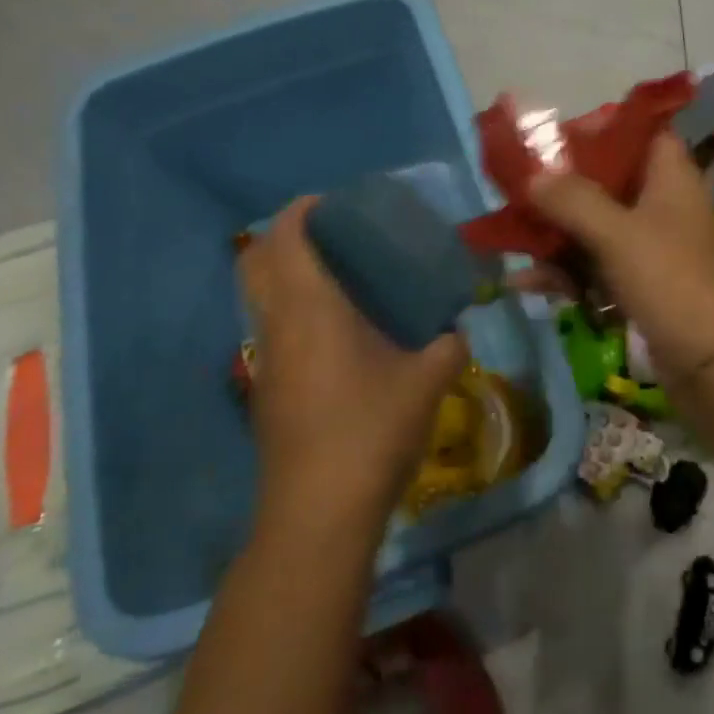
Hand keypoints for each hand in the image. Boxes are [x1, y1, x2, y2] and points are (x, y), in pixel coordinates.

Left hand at [239, 199, 467, 525]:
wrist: (319, 511)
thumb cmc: (372, 431)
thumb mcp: (427, 382)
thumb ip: (447, 347)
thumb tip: (457, 331)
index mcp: (312, 308)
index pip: (287, 238)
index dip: (302, 210)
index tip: (333, 202)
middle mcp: (278, 325)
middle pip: (256, 261)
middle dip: (284, 237)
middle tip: (330, 236)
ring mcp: (266, 359)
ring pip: (259, 297)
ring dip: (285, 275)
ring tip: (336, 279)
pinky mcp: (266, 390)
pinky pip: (270, 328)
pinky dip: (290, 310)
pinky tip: (334, 333)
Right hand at [528, 133, 713, 380]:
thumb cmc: (673, 281)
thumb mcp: (618, 234)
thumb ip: (572, 200)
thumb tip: (531, 174)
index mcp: (669, 177)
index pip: (638, 131)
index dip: (598, 128)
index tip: (553, 139)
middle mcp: (662, 205)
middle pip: (606, 181)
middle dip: (560, 188)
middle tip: (515, 190)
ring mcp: (652, 248)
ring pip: (595, 227)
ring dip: (555, 235)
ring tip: (508, 240)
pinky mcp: (641, 287)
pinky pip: (596, 268)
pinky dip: (566, 273)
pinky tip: (526, 283)